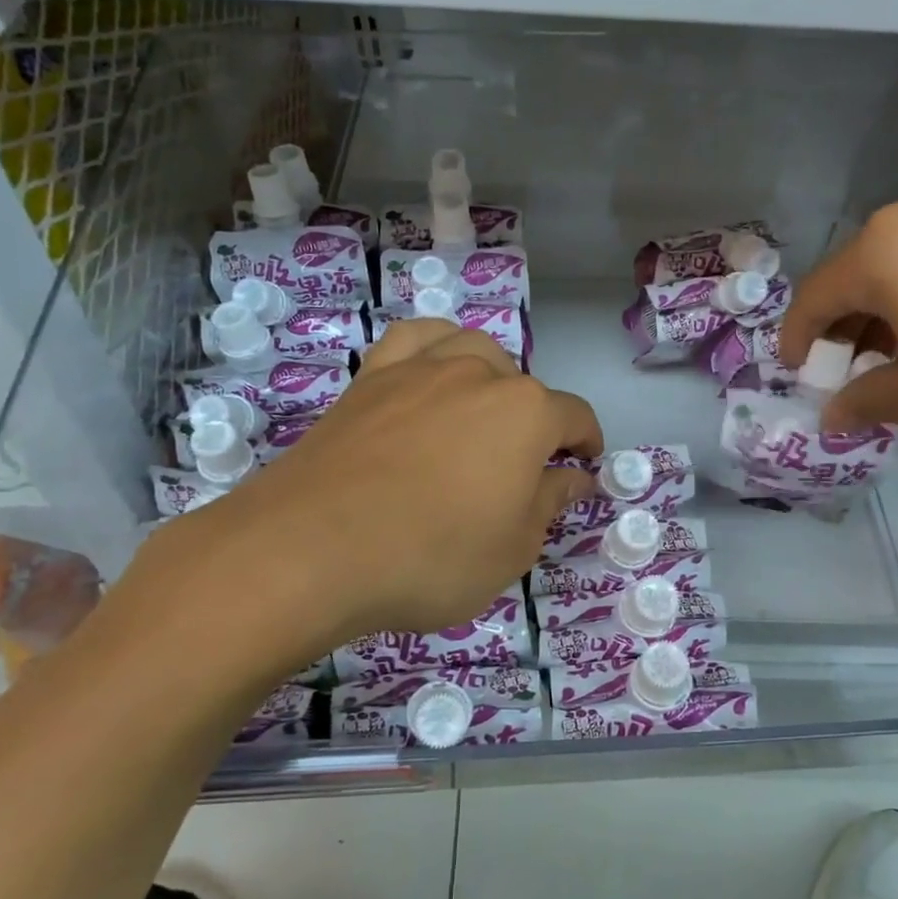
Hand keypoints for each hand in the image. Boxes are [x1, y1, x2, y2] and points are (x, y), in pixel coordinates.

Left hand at [117, 321, 600, 681]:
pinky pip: (412, 341)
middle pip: (523, 386)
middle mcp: (479, 375)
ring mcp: (420, 369)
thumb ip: (550, 504)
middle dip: (535, 422)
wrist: (311, 548)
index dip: (586, 444)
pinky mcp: (370, 378)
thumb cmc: (431, 557)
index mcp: (526, 413)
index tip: (583, 468)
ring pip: (472, 351)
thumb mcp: (512, 549)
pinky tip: (429, 371)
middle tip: (520, 469)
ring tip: (480, 415)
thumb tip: (574, 476)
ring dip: (490, 378)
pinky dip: (432, 349)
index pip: (574, 418)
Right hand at [780, 184, 897, 490]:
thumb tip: (834, 412)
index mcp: (886, 249)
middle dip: (846, 324)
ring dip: (888, 311)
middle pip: (862, 272)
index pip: (818, 294)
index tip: (797, 374)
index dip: (799, 339)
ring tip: (895, 363)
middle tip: (846, 374)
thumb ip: (865, 398)